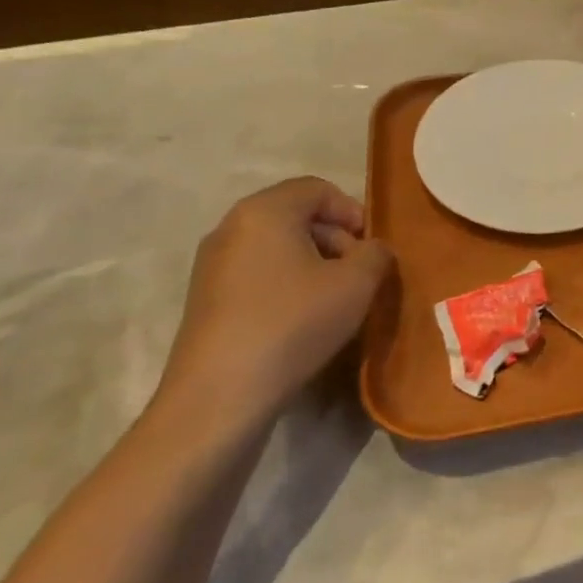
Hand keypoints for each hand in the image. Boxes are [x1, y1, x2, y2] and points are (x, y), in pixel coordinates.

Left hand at [158, 178, 393, 431]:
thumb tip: (371, 251)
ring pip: (277, 246)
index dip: (352, 211)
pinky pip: (258, 273)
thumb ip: (376, 254)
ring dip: (313, 263)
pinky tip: (302, 320)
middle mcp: (231, 227)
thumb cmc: (294, 323)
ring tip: (335, 300)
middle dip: (335, 238)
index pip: (317, 189)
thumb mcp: (357, 283)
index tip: (370, 248)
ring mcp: (212, 264)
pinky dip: (287, 284)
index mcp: (265, 211)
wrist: (222, 393)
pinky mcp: (206, 298)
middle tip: (358, 274)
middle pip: (295, 215)